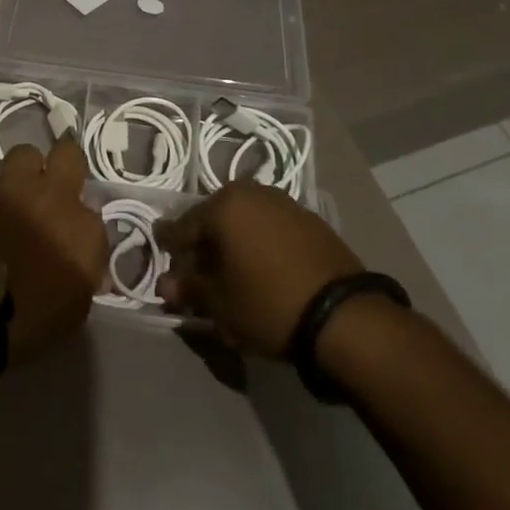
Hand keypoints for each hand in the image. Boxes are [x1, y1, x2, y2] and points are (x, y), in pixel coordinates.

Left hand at [0, 135, 106, 362]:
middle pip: (69, 155)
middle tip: (55, 185)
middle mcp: (55, 197)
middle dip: (66, 164)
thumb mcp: (73, 310)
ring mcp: (15, 186)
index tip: (72, 243)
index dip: (82, 228)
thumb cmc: (29, 321)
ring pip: (26, 155)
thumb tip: (92, 270)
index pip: (95, 215)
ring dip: (25, 171)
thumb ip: (85, 277)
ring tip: (16, 194)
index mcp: (84, 230)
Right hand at [156, 180, 364, 356]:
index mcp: (224, 205)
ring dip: (233, 245)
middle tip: (198, 275)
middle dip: (204, 247)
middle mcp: (251, 193)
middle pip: (215, 220)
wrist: (344, 316)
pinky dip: (260, 245)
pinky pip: (271, 228)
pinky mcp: (310, 220)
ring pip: (244, 223)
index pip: (182, 227)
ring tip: (232, 275)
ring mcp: (284, 202)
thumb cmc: (269, 303)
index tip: (164, 266)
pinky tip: (262, 270)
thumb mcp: (220, 304)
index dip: (170, 249)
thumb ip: (189, 288)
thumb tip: (166, 285)